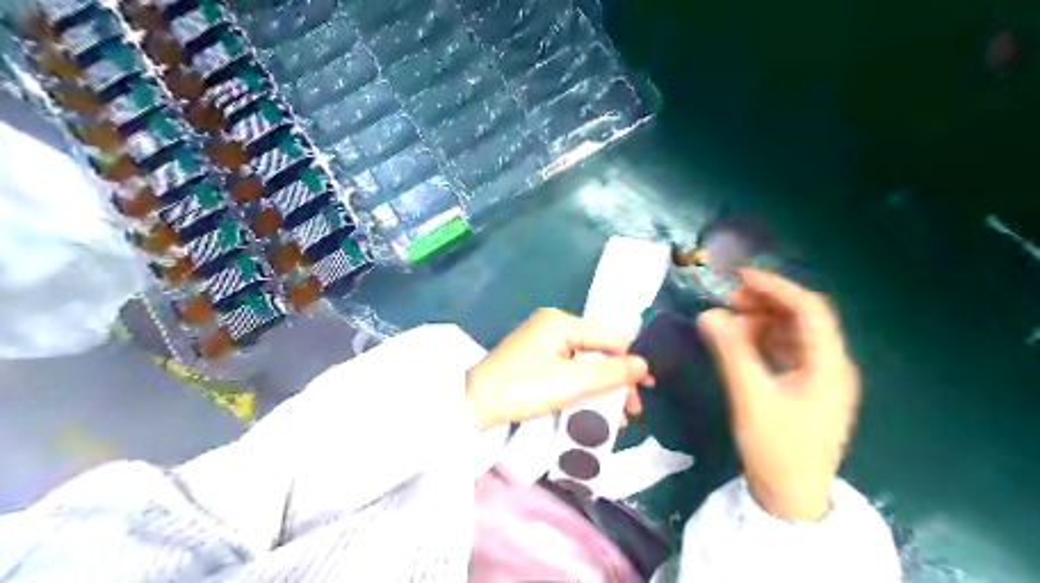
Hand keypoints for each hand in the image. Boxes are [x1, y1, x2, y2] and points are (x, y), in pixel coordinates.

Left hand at [469, 309, 651, 427]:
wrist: (475, 403)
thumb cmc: (524, 388)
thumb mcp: (572, 382)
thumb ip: (611, 373)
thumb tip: (644, 365)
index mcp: (561, 322)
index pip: (609, 337)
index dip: (631, 361)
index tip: (646, 387)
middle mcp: (552, 325)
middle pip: (597, 349)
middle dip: (616, 379)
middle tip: (630, 409)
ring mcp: (541, 340)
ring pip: (583, 361)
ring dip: (601, 387)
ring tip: (615, 416)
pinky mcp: (534, 357)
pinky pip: (568, 367)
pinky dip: (582, 386)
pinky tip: (592, 406)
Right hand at [698, 272, 862, 521]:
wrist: (791, 499)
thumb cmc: (776, 448)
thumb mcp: (751, 396)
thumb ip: (730, 351)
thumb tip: (707, 313)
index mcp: (829, 365)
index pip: (809, 309)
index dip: (776, 287)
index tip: (739, 276)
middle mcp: (830, 365)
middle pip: (802, 319)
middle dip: (765, 303)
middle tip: (727, 298)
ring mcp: (819, 378)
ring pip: (791, 334)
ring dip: (761, 321)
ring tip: (727, 319)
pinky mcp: (804, 389)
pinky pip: (784, 353)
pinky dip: (761, 341)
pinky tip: (737, 342)